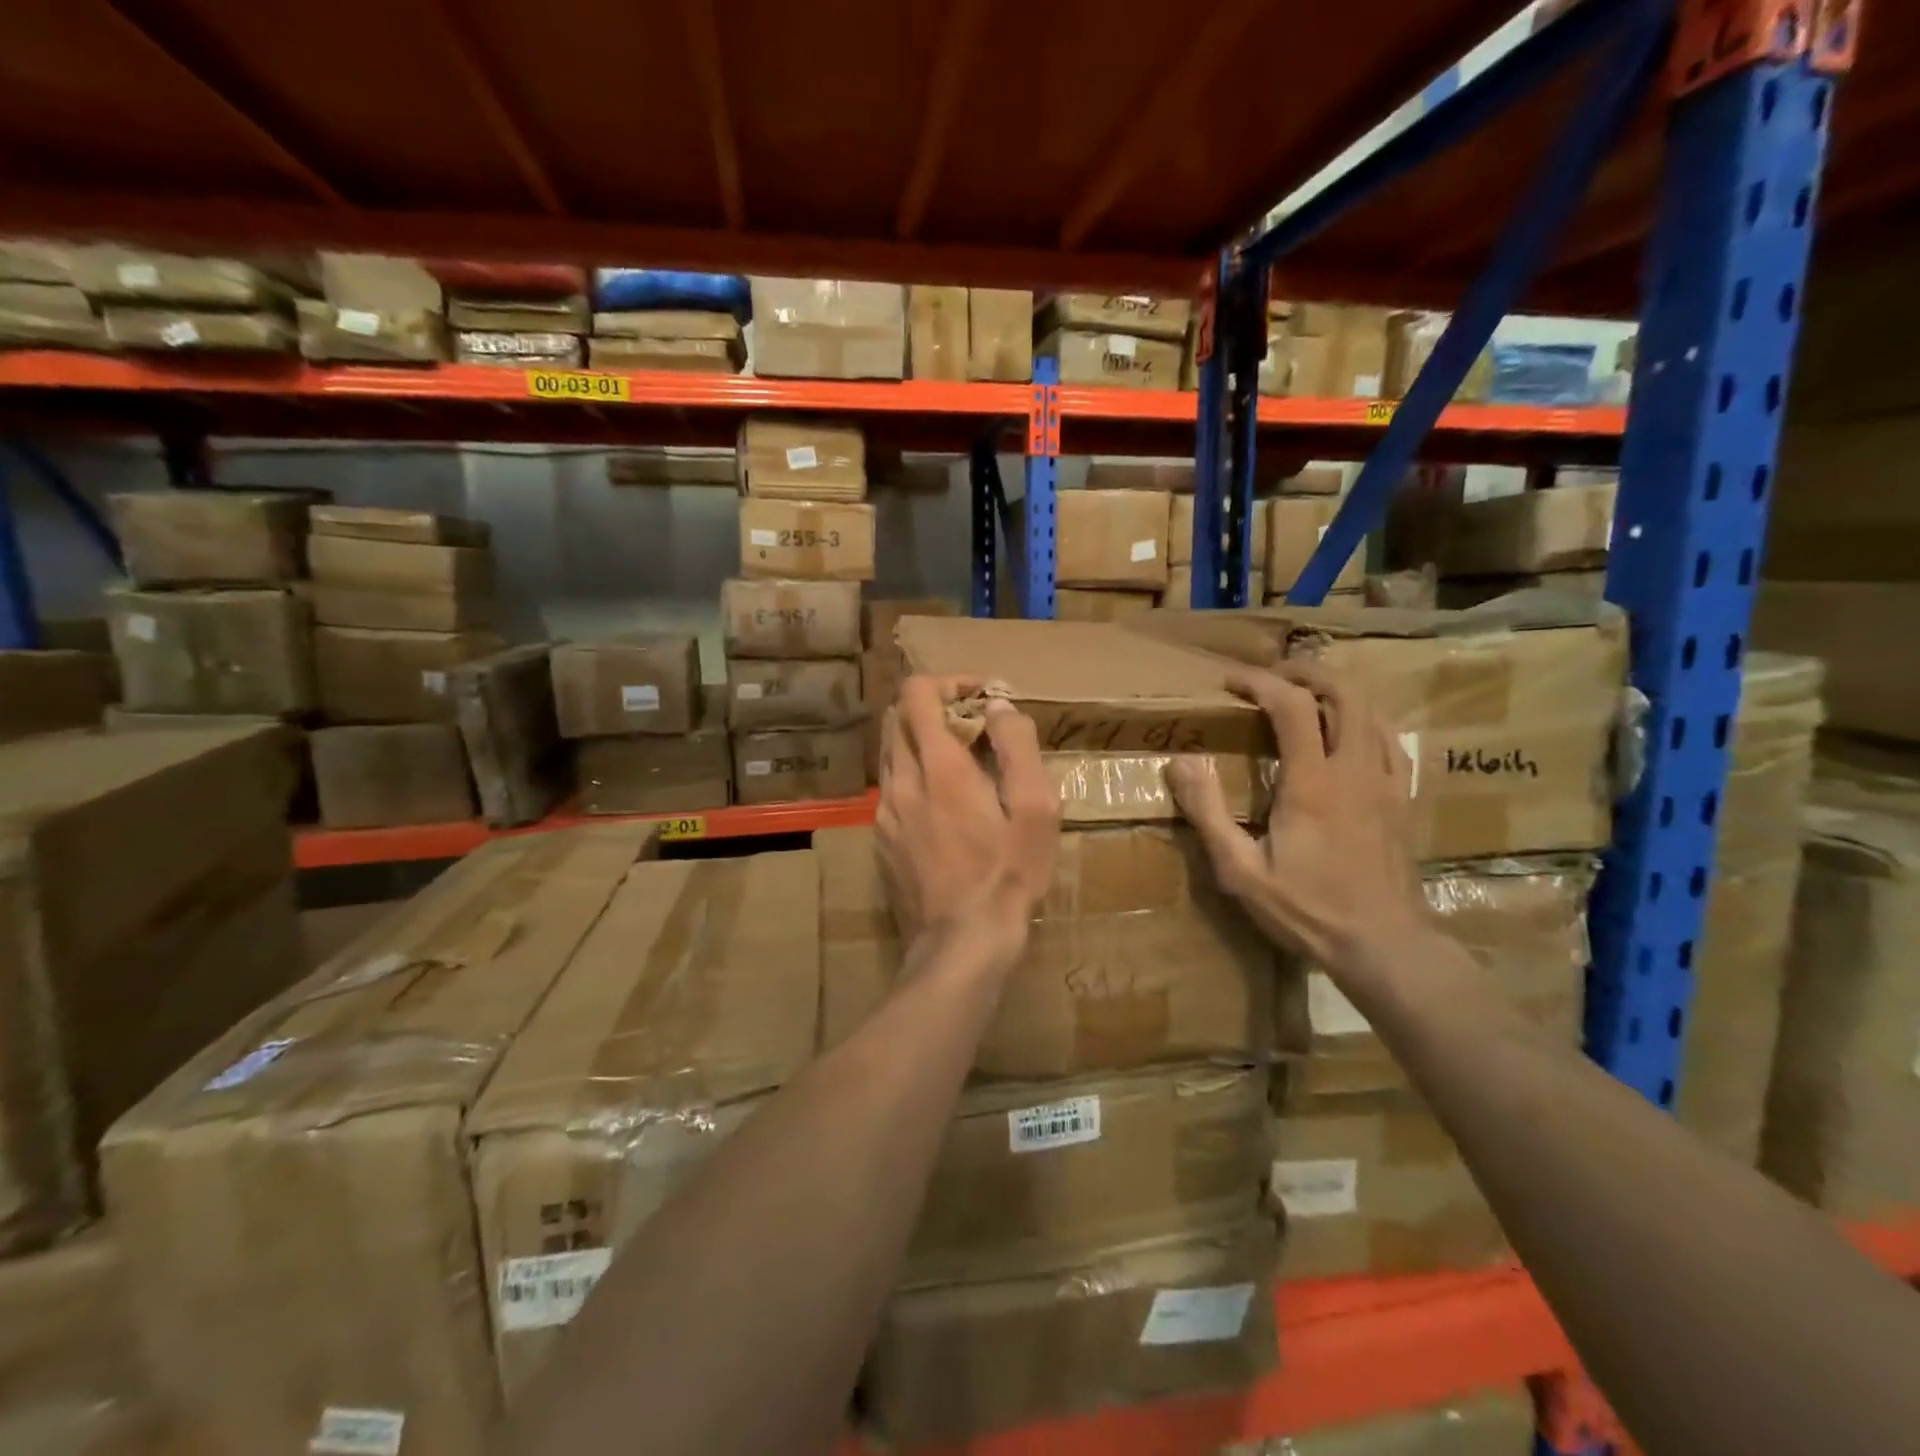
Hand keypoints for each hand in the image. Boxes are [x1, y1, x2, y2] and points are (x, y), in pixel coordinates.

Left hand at [875, 675, 1060, 949]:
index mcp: (939, 767)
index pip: (917, 694)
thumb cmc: (1008, 875)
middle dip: (933, 708)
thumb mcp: (1035, 809)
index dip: (948, 681)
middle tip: (973, 728)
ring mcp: (884, 814)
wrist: (961, 944)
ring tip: (962, 765)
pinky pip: (891, 790)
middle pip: (896, 718)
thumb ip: (1017, 747)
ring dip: (921, 743)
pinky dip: (914, 777)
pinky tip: (944, 808)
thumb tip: (998, 706)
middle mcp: (901, 781)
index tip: (981, 696)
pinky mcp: (880, 841)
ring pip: (890, 754)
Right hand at [1166, 661, 1425, 972]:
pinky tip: (1347, 733)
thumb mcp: (1240, 870)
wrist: (1385, 945)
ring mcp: (1386, 782)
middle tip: (1270, 679)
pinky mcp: (1403, 798)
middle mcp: (1353, 769)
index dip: (1260, 682)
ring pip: (1371, 710)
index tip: (1230, 682)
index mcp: (1311, 782)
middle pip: (1343, 692)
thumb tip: (1180, 762)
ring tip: (1303, 697)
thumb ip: (1208, 813)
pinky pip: (1390, 739)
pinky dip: (1365, 720)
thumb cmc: (1307, 909)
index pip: (1291, 705)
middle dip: (1304, 673)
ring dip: (1335, 692)